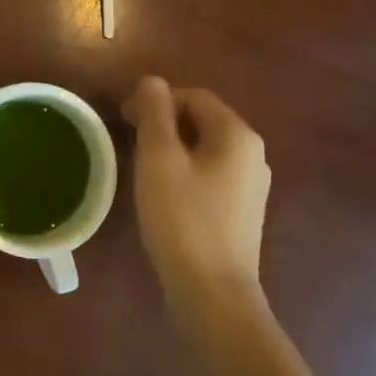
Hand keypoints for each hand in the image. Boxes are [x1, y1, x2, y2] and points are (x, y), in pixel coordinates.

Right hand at [122, 76, 271, 316]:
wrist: (214, 294)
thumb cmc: (182, 220)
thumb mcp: (159, 160)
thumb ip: (155, 114)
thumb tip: (153, 81)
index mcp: (236, 135)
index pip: (193, 96)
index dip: (156, 100)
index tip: (123, 118)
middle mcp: (252, 154)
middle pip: (202, 120)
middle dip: (163, 122)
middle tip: (127, 139)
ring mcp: (252, 186)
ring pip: (206, 149)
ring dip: (173, 147)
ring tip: (141, 165)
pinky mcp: (243, 212)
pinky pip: (211, 174)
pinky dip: (186, 171)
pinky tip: (164, 193)